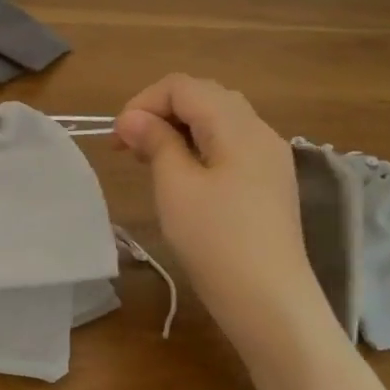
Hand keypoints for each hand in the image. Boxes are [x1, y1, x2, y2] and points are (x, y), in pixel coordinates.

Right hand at [114, 74, 329, 352]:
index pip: (183, 86)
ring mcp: (269, 157)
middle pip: (204, 97)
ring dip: (179, 129)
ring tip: (150, 159)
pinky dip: (199, 147)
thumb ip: (155, 142)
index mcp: (237, 126)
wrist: (270, 302)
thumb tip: (133, 119)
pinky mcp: (270, 182)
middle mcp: (259, 131)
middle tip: (131, 147)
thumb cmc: (216, 240)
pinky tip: (183, 176)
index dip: (144, 102)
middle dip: (161, 112)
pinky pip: (230, 145)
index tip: (119, 138)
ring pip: (218, 120)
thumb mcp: (175, 186)